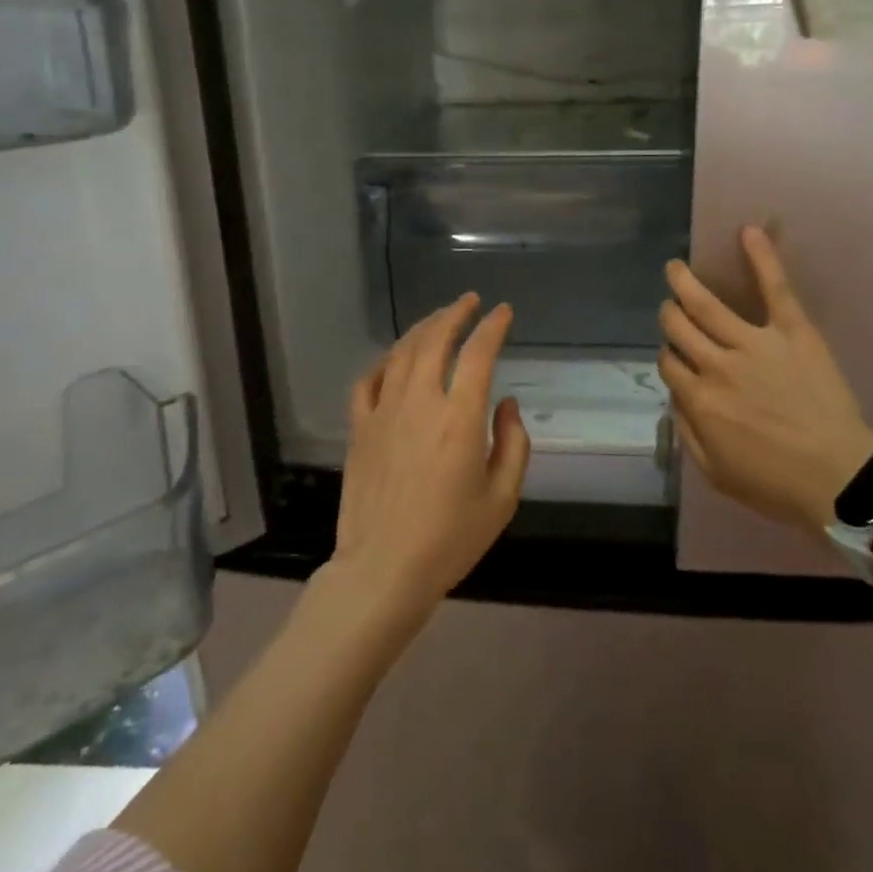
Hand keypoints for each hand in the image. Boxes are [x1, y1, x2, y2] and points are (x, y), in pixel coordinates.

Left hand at [328, 294, 530, 625]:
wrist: (383, 569)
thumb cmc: (450, 539)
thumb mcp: (502, 499)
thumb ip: (513, 444)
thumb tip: (504, 404)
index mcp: (459, 419)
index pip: (478, 354)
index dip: (492, 327)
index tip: (503, 312)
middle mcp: (420, 403)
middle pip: (435, 340)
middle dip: (455, 313)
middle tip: (469, 302)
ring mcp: (383, 412)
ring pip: (402, 353)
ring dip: (423, 328)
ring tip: (439, 319)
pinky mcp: (359, 428)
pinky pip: (367, 381)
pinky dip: (383, 362)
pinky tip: (394, 359)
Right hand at [659, 227, 872, 534]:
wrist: (840, 479)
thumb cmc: (776, 484)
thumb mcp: (715, 473)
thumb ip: (688, 431)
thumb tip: (677, 397)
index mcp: (699, 400)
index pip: (669, 363)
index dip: (669, 357)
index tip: (677, 360)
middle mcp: (717, 365)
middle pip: (679, 328)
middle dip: (670, 315)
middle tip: (671, 308)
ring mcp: (754, 344)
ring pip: (707, 305)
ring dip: (685, 283)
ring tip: (676, 268)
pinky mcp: (792, 332)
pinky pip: (775, 289)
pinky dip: (762, 258)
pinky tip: (749, 232)